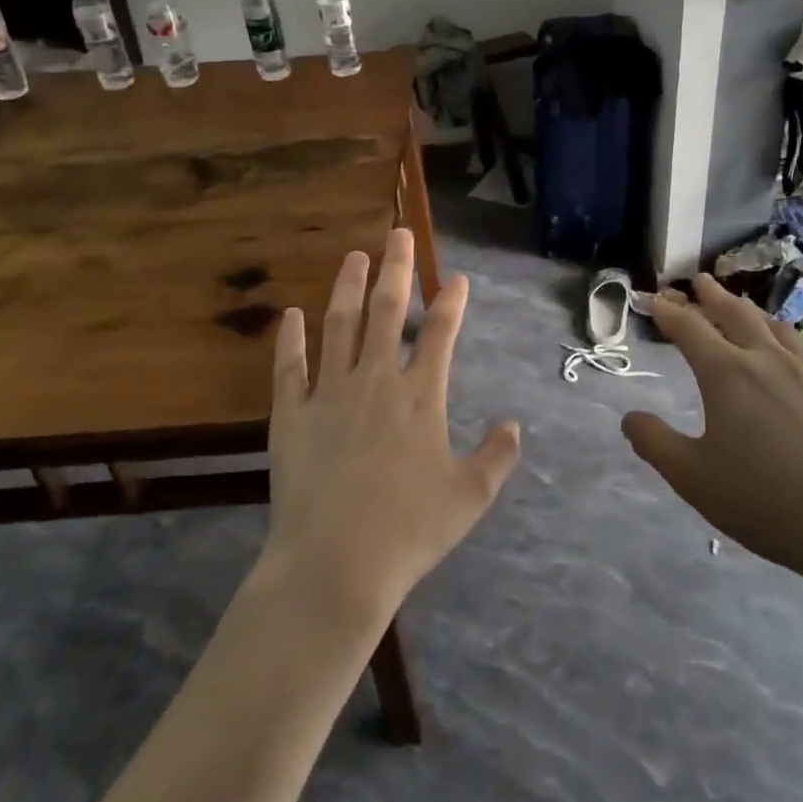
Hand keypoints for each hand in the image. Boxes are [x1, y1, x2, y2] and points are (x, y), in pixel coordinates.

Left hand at [264, 228, 520, 629]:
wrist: (334, 566)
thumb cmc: (409, 532)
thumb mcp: (469, 498)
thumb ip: (496, 458)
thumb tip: (513, 425)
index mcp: (420, 396)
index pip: (441, 333)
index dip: (451, 301)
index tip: (456, 277)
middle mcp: (376, 380)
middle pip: (388, 311)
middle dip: (397, 269)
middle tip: (398, 235)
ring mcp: (329, 394)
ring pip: (340, 325)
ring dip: (348, 287)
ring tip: (354, 256)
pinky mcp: (290, 415)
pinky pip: (289, 366)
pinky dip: (289, 338)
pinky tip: (291, 313)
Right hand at [622, 275, 802, 586]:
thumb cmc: (763, 502)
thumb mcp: (692, 478)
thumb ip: (654, 443)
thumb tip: (630, 417)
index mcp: (727, 374)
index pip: (689, 328)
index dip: (667, 311)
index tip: (651, 299)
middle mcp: (767, 361)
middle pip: (735, 315)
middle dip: (712, 296)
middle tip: (699, 281)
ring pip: (777, 328)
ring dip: (754, 312)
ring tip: (743, 305)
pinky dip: (800, 342)